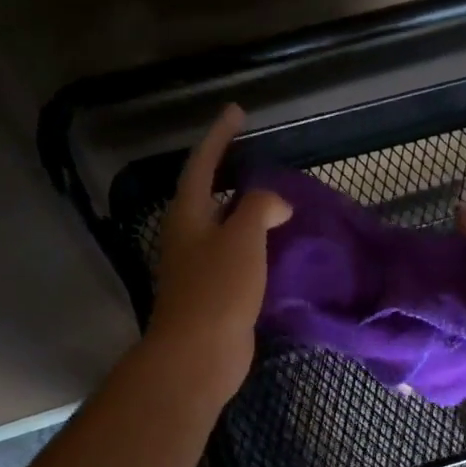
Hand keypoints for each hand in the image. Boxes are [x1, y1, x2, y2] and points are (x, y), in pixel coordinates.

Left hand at [146, 105, 292, 403]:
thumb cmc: (217, 291)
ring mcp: (199, 267)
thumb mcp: (242, 239)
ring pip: (224, 228)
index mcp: (188, 216)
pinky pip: (236, 258)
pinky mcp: (214, 294)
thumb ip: (258, 208)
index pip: (202, 165)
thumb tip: (274, 203)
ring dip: (246, 211)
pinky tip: (278, 248)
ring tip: (276, 201)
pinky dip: (255, 245)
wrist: (199, 354)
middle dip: (230, 173)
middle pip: (208, 194)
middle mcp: (188, 236)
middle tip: (257, 158)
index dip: (220, 137)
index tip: (237, 111)